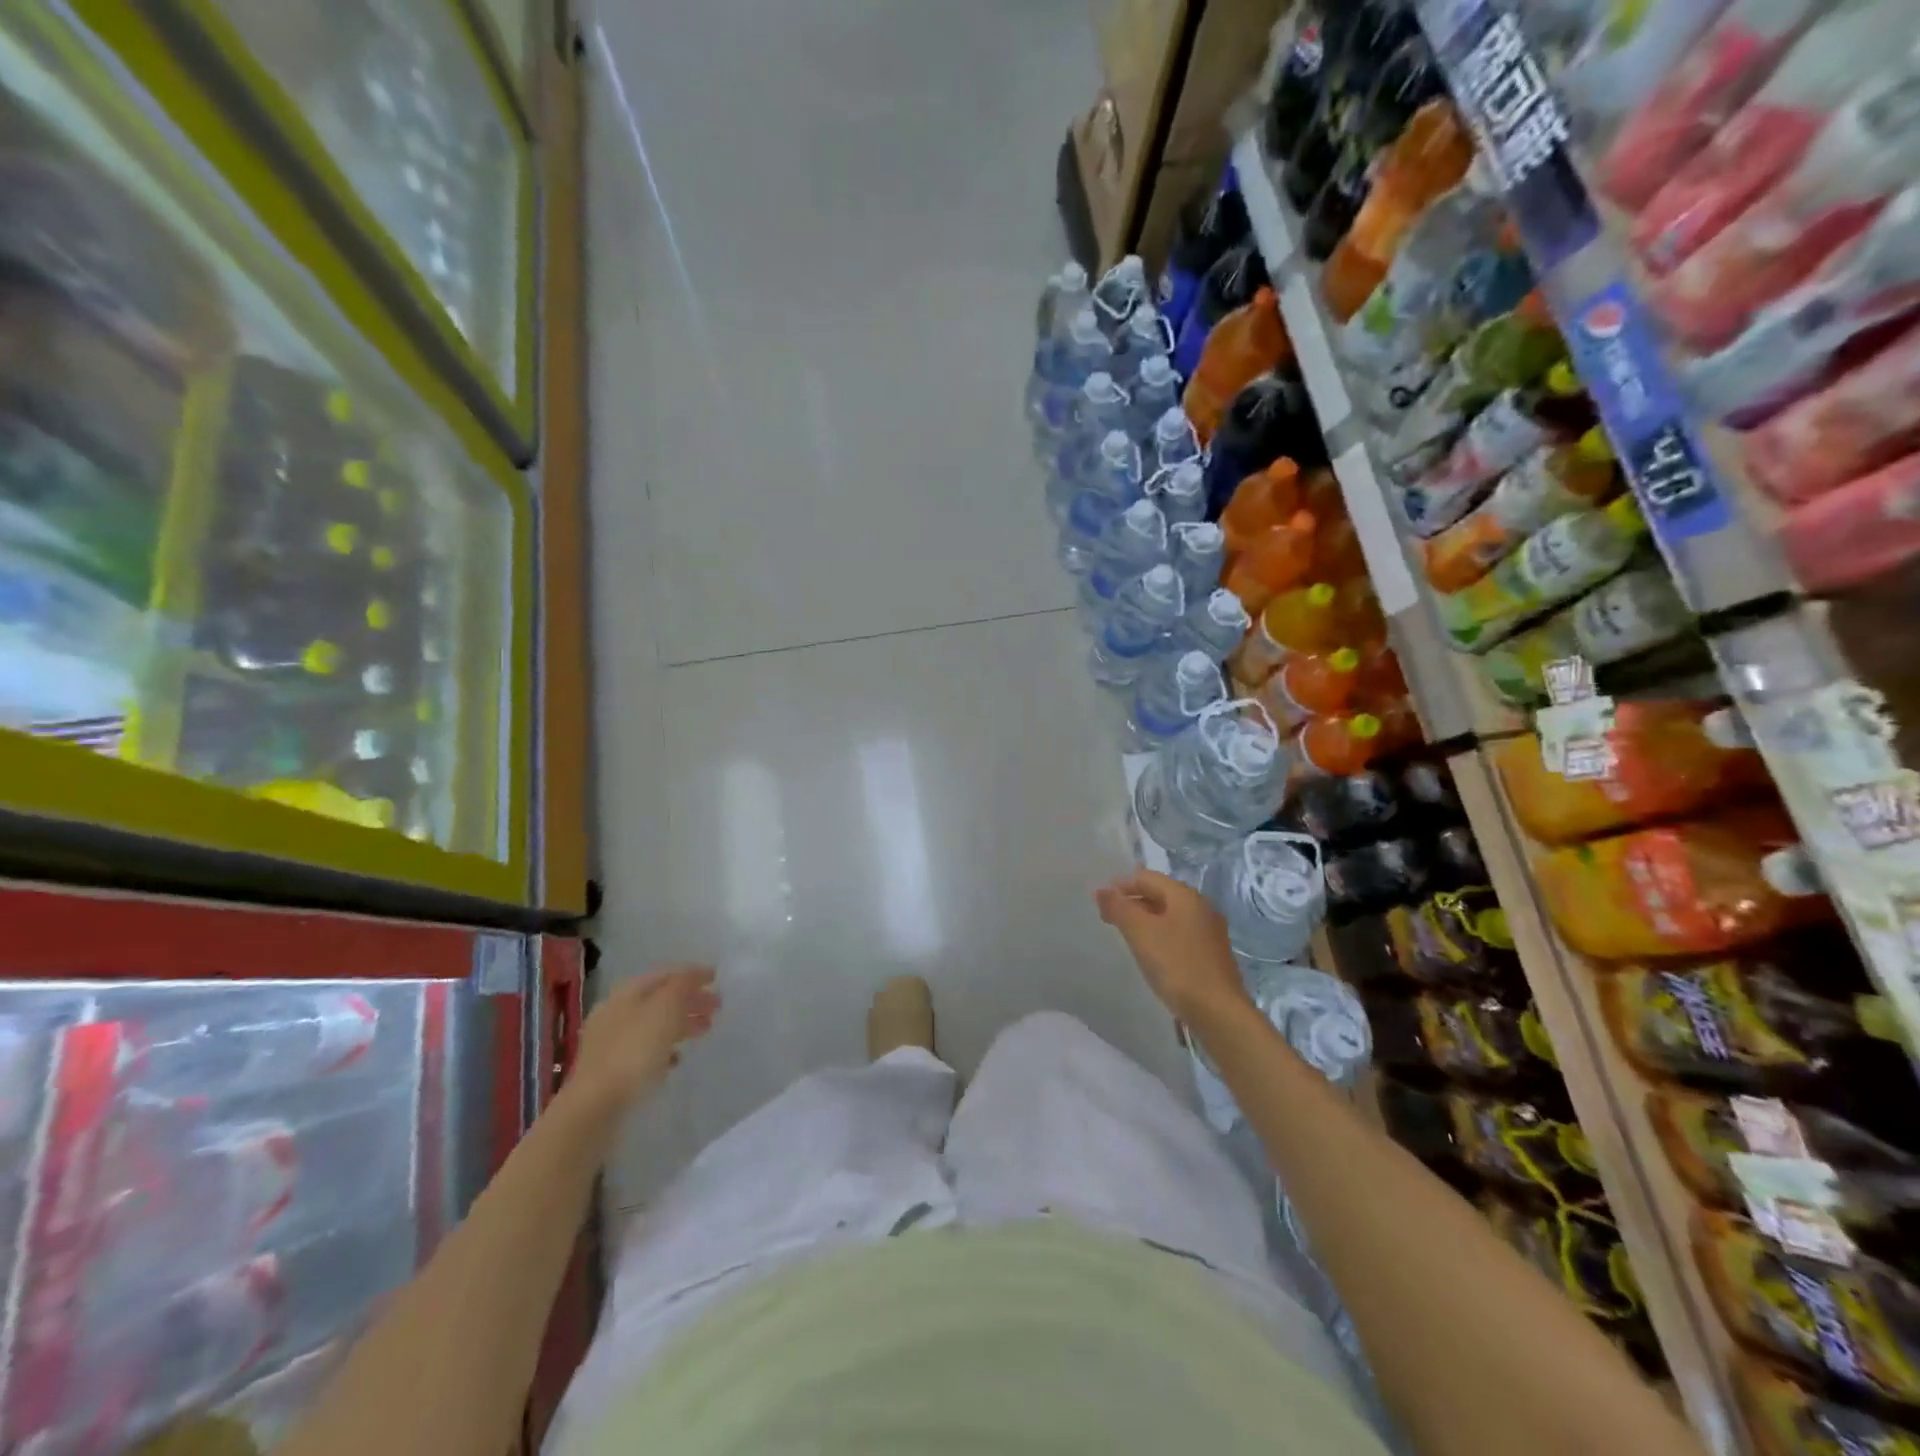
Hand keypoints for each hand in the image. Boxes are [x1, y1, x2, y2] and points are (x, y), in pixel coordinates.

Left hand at [568, 965, 720, 1112]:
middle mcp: (617, 1012)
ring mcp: (612, 1043)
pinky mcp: (612, 1071)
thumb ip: (683, 986)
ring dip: (681, 1025)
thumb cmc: (634, 1051)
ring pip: (654, 1025)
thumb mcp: (665, 1009)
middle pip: (661, 1000)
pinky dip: (665, 1049)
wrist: (595, 1107)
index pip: (666, 974)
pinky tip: (677, 1059)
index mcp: (627, 993)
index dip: (693, 974)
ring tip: (704, 1031)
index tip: (717, 979)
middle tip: (717, 1008)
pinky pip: (645, 1051)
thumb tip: (695, 975)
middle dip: (690, 1001)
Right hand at [1096, 870, 1249, 1025]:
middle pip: (1160, 894)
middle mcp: (1201, 907)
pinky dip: (1160, 936)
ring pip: (1170, 915)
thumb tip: (1101, 889)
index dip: (1121, 885)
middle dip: (1132, 902)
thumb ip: (1119, 908)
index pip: (1146, 877)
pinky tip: (1151, 954)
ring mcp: (1209, 931)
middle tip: (1108, 919)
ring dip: (1145, 920)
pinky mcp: (1211, 954)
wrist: (1218, 1012)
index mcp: (1185, 895)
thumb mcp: (1141, 933)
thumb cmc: (1177, 966)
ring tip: (1125, 936)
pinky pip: (1179, 934)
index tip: (1099, 902)